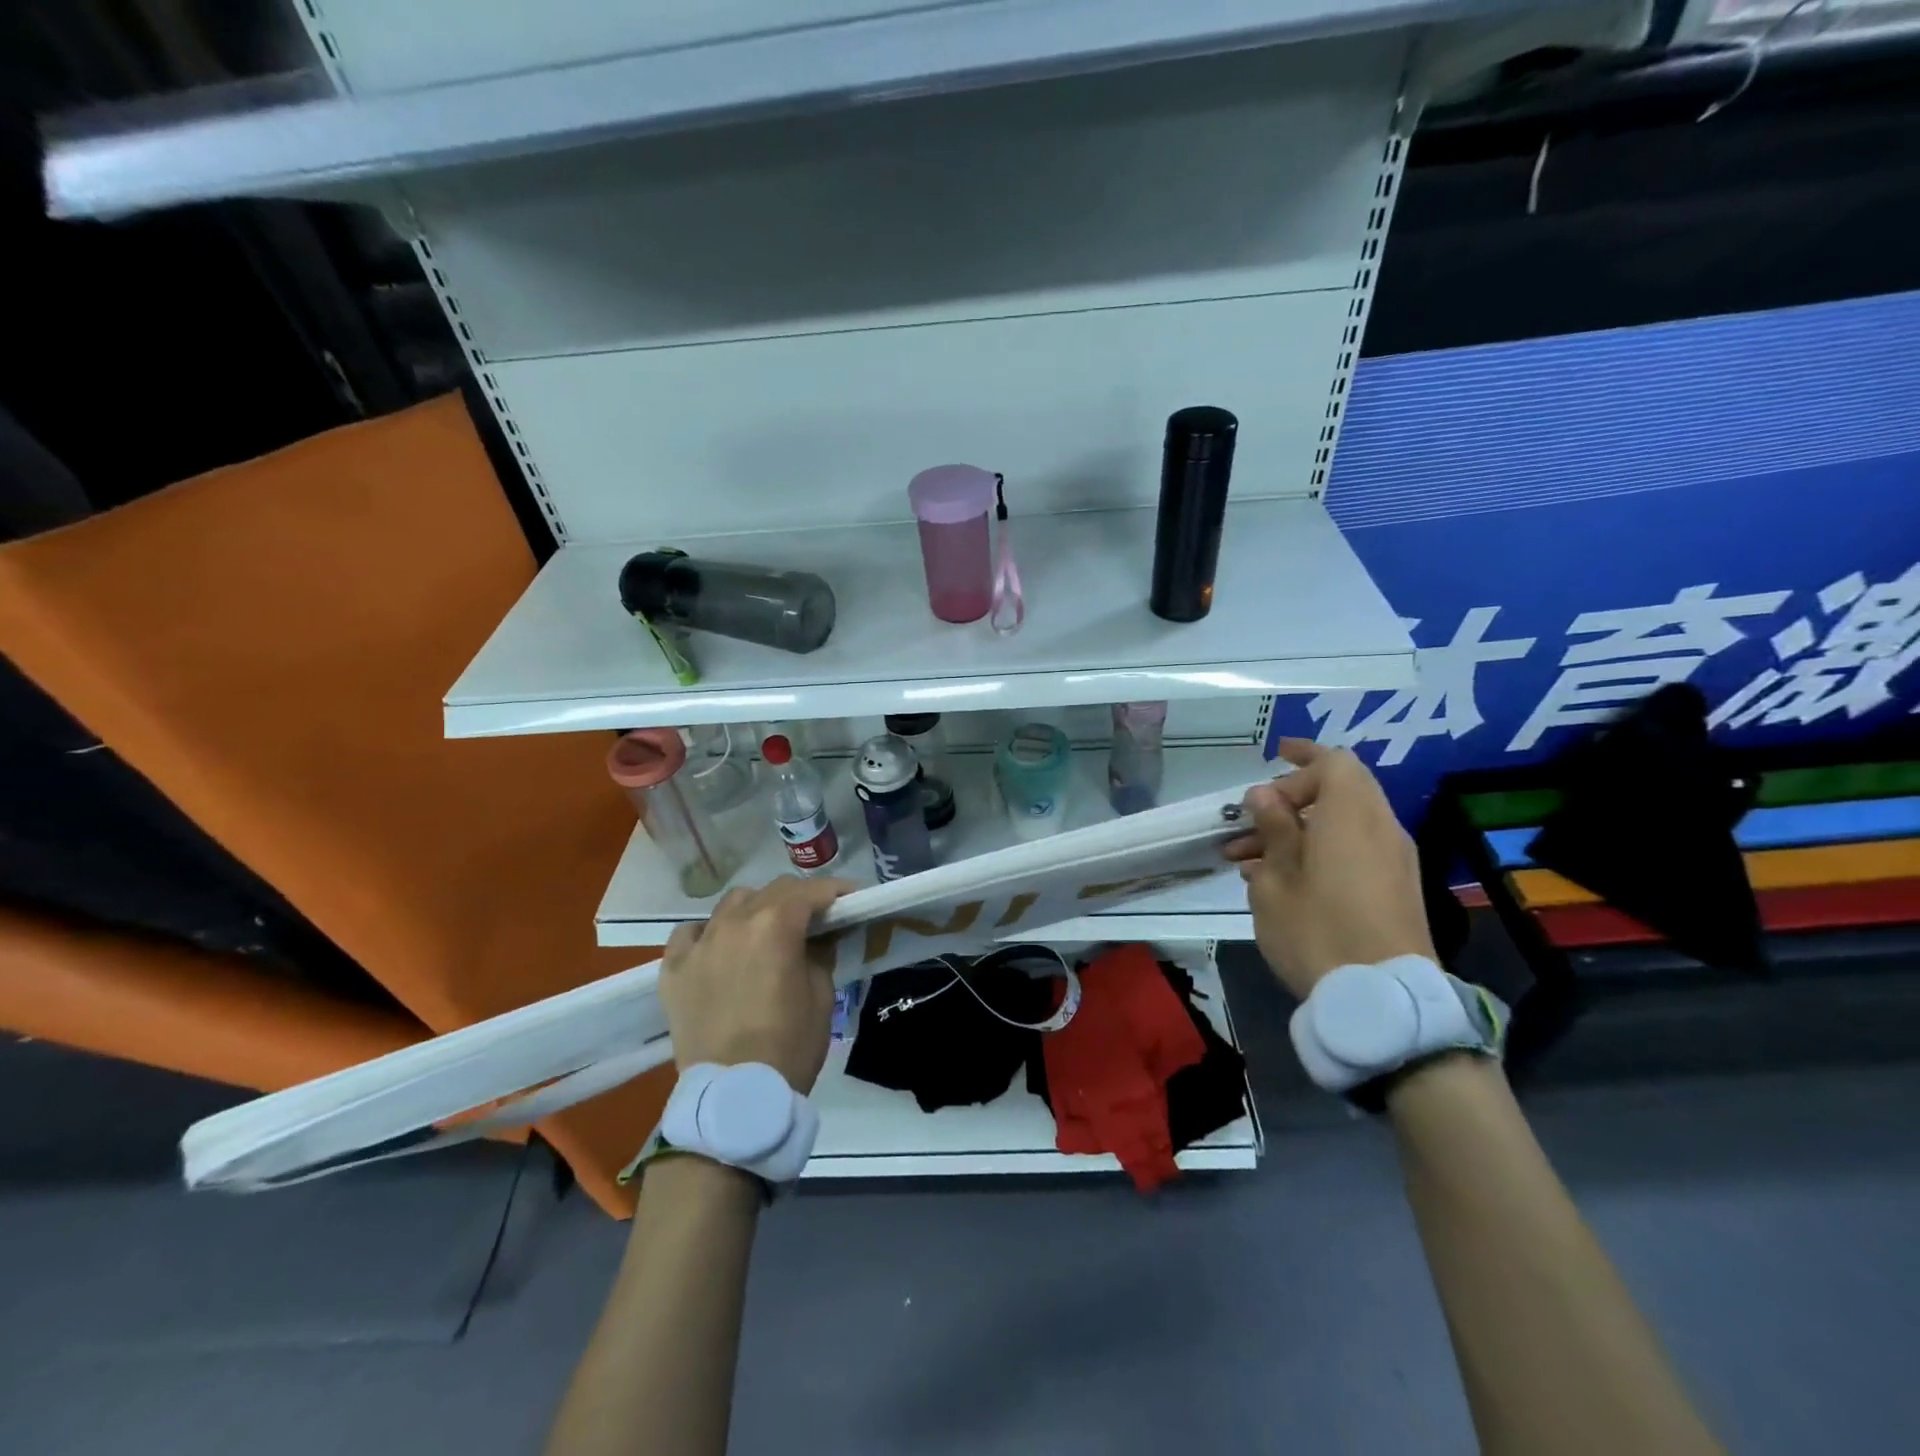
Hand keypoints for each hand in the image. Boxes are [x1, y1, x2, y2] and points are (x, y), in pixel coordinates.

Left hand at [659, 875, 855, 1094]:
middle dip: (798, 898)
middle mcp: (734, 923)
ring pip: (731, 904)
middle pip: (772, 891)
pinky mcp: (673, 970)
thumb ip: (820, 953)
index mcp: (775, 926)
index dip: (835, 890)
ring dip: (755, 908)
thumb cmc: (790, 1045)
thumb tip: (820, 936)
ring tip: (766, 930)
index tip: (851, 898)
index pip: (810, 891)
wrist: (735, 1097)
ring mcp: (700, 944)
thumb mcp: (822, 995)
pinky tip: (719, 948)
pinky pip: (690, 934)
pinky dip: (709, 933)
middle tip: (815, 917)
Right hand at [1223, 738, 1436, 999]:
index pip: (1334, 762)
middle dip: (1293, 797)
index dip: (1302, 757)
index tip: (1270, 762)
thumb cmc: (1317, 932)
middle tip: (1252, 819)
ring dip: (1300, 829)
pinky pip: (1357, 848)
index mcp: (1351, 816)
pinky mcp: (1398, 888)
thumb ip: (1273, 829)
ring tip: (1249, 859)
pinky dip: (1322, 850)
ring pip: (1345, 822)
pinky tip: (1282, 881)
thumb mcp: (1276, 879)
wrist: (1383, 1001)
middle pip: (1343, 790)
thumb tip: (1265, 795)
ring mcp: (1395, 860)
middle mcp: (1381, 828)